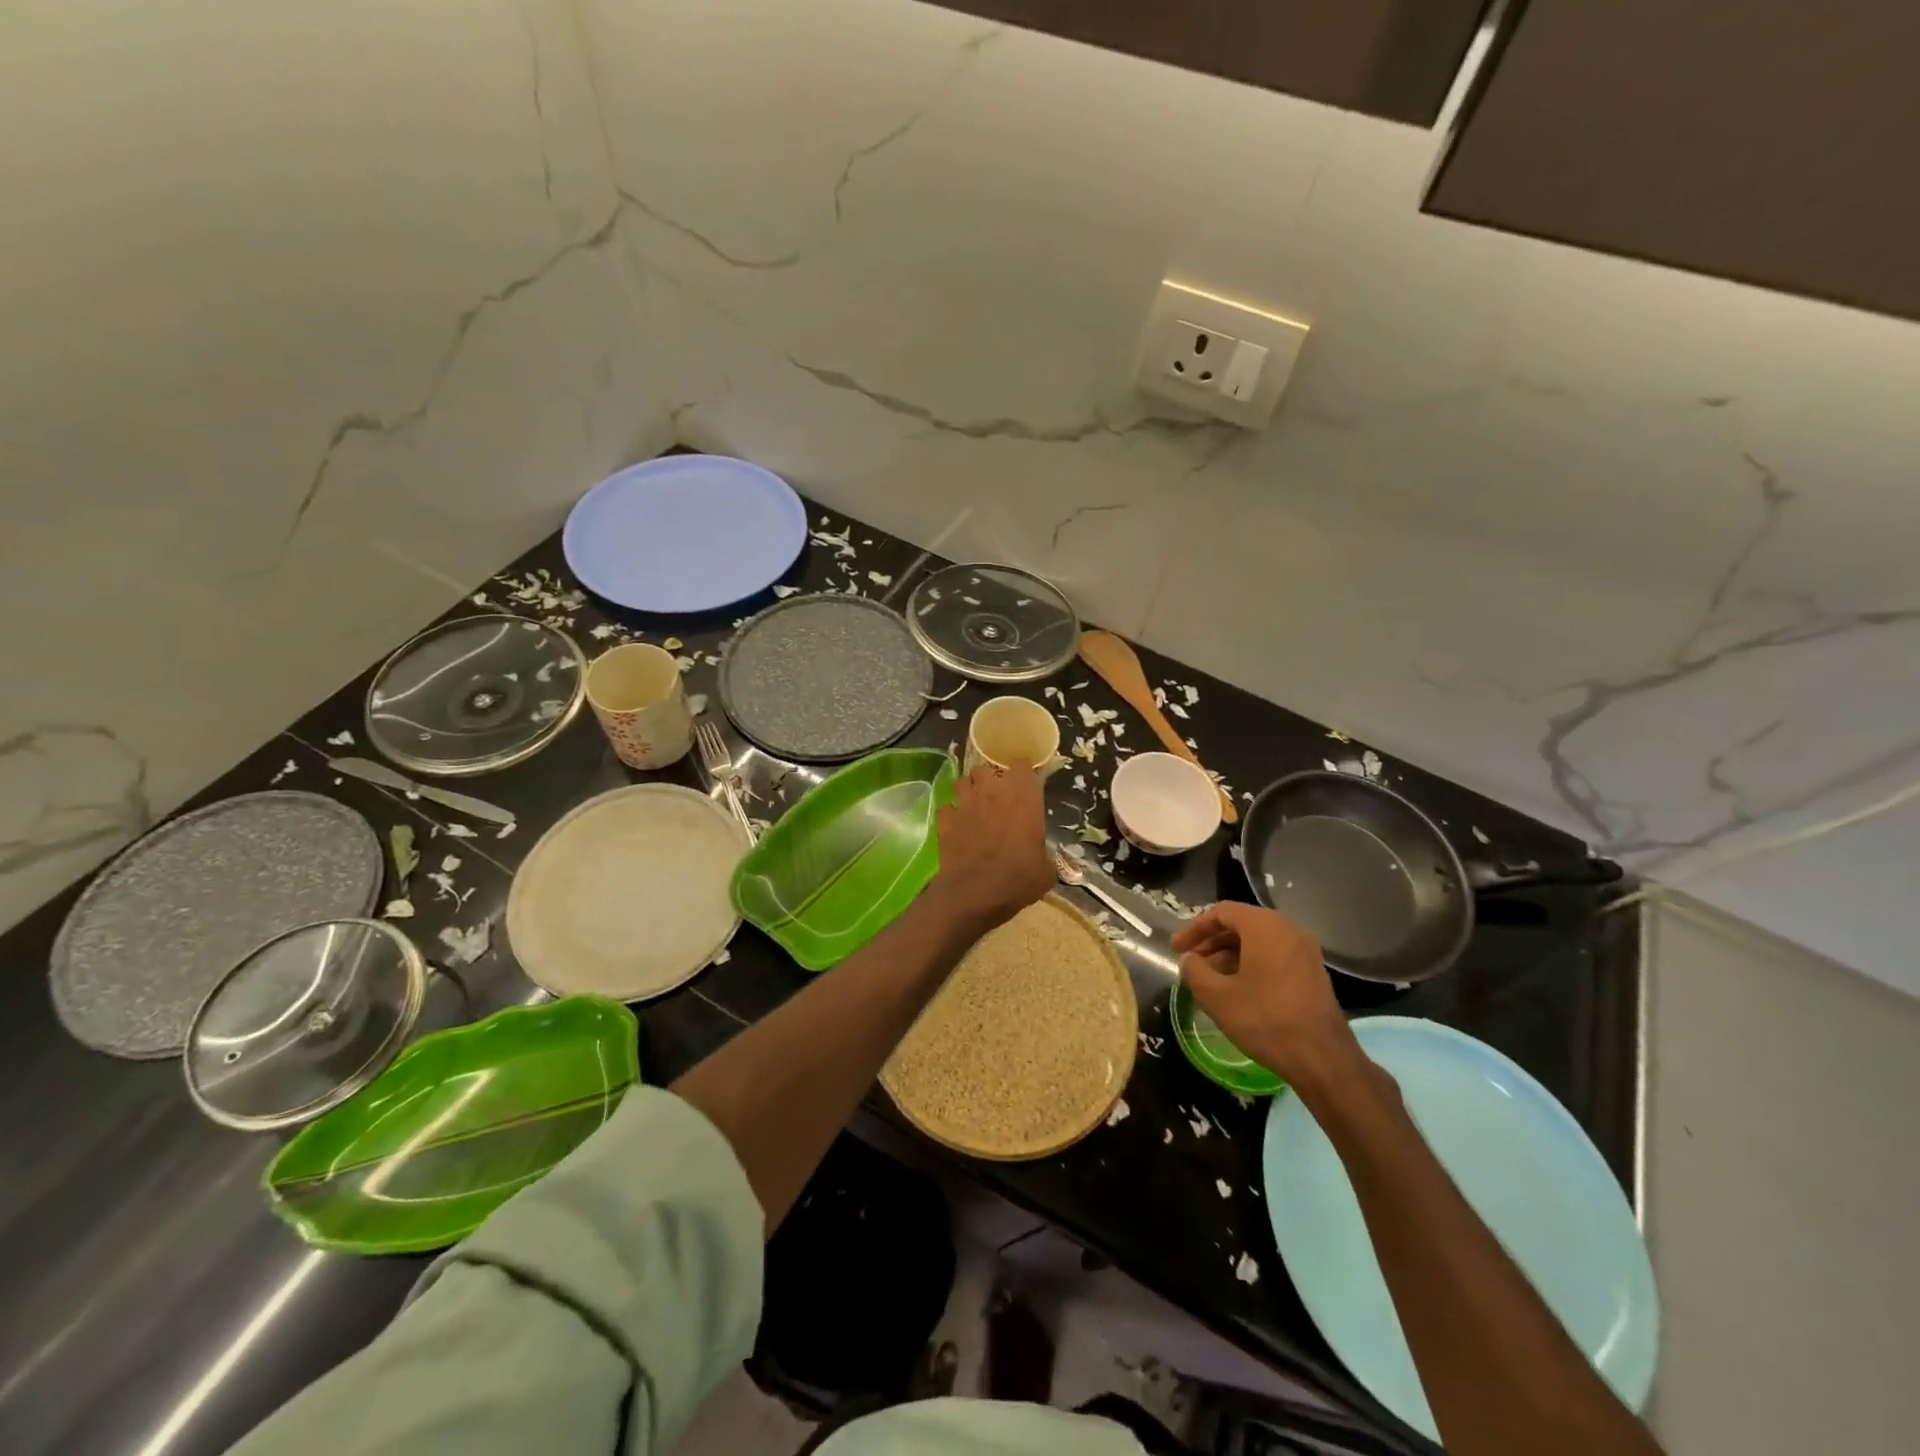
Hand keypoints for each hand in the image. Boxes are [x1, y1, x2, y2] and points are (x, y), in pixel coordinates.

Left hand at [925, 763, 1054, 935]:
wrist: (975, 894)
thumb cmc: (1018, 879)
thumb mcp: (1046, 871)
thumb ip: (1045, 854)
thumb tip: (1043, 858)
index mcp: (1023, 797)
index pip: (1022, 765)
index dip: (1023, 774)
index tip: (1025, 786)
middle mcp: (992, 792)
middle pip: (987, 768)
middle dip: (990, 779)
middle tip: (997, 797)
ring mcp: (965, 803)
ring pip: (962, 781)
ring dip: (968, 790)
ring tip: (973, 805)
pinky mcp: (945, 820)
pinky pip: (946, 807)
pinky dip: (951, 814)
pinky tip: (956, 825)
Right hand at [1171, 902, 1360, 1091]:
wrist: (1322, 1058)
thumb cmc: (1264, 1019)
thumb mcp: (1216, 996)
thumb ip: (1194, 970)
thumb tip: (1189, 959)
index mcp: (1264, 926)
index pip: (1221, 912)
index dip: (1194, 929)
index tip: (1176, 949)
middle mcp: (1288, 929)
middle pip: (1241, 924)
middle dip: (1211, 941)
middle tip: (1190, 961)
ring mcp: (1305, 951)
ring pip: (1258, 941)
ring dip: (1229, 954)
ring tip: (1209, 977)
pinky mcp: (1313, 972)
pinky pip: (1274, 955)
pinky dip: (1250, 963)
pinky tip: (1236, 987)